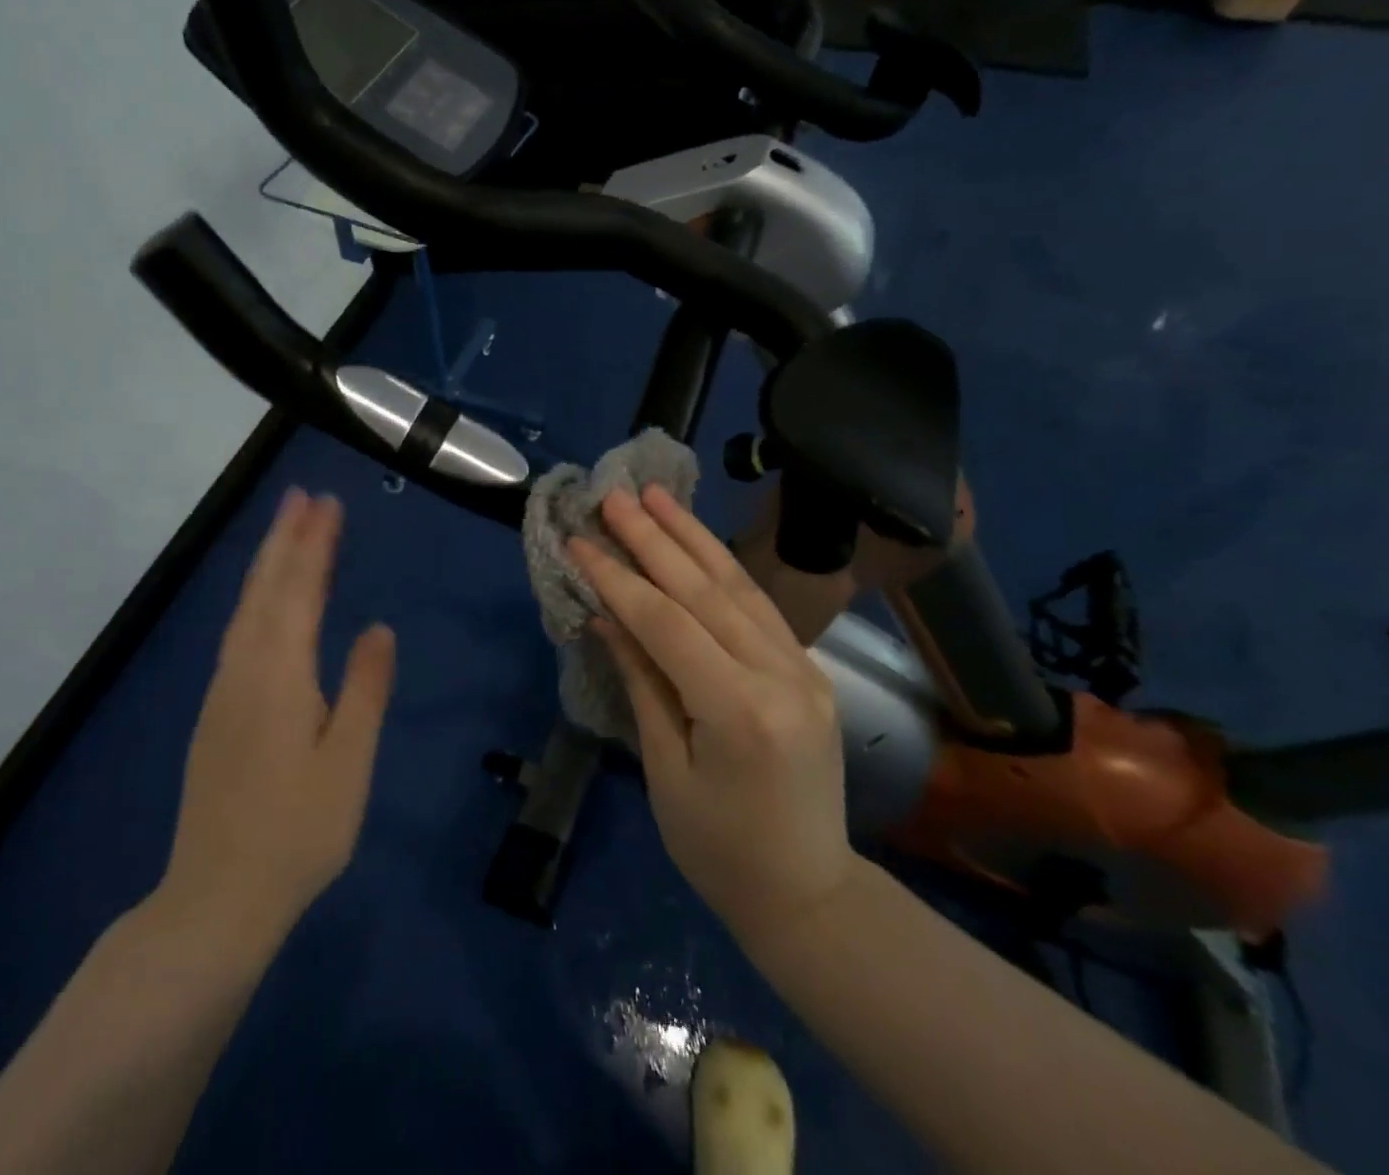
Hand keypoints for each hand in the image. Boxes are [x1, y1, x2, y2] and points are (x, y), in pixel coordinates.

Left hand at [146, 489, 395, 950]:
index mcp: (279, 676)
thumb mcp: (348, 763)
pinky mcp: (217, 713)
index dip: (314, 545)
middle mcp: (244, 670)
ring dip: (268, 564)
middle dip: (285, 539)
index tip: (327, 503)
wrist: (217, 898)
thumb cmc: (297, 832)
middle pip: (265, 590)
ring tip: (287, 529)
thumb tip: (379, 627)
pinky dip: (256, 599)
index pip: (299, 592)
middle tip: (303, 496)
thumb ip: (365, 689)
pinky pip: (239, 633)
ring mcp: (224, 691)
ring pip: (246, 610)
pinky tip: (265, 601)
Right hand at [569, 485, 852, 957]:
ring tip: (656, 496)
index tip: (580, 541)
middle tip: (614, 497)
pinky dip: (723, 567)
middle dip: (653, 539)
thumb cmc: (719, 849)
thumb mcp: (666, 770)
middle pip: (704, 590)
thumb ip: (642, 682)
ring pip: (739, 586)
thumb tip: (606, 615)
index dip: (618, 578)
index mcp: (740, 711)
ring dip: (692, 536)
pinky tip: (697, 541)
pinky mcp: (809, 669)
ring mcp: (803, 668)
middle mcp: (781, 676)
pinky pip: (759, 606)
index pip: (667, 623)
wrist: (808, 892)